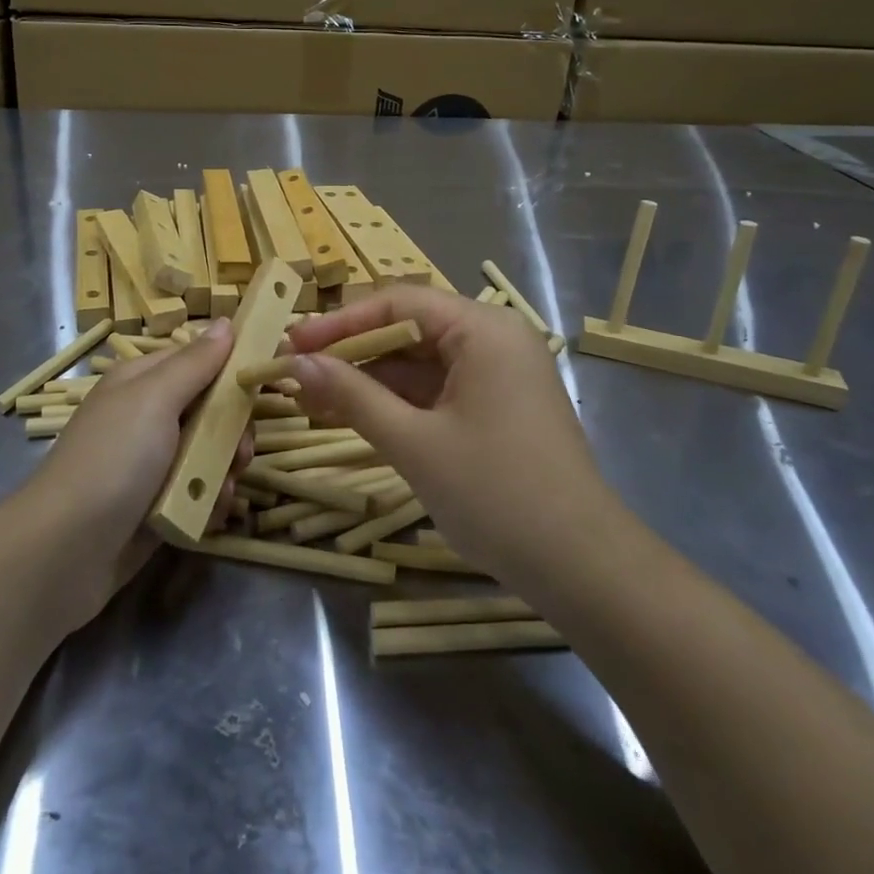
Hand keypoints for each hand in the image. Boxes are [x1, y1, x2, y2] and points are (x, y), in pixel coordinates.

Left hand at [17, 318, 252, 627]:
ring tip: (221, 489)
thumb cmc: (113, 460)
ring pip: (210, 454)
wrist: (64, 552)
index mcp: (142, 382)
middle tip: (240, 452)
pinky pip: (198, 492)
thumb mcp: (155, 399)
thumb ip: (195, 363)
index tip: (263, 384)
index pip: (199, 361)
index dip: (232, 370)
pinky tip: (209, 513)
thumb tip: (226, 321)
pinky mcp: (157, 505)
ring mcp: (152, 463)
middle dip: (233, 431)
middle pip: (211, 410)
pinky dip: (208, 501)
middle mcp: (148, 417)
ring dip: (224, 470)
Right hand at [284, 290, 613, 590]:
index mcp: (483, 329)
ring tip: (309, 397)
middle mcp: (492, 339)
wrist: (582, 569)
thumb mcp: (414, 443)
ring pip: (417, 364)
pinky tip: (350, 415)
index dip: (339, 322)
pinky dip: (394, 403)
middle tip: (294, 373)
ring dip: (366, 380)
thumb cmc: (497, 495)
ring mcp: (496, 375)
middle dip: (349, 353)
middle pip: (406, 330)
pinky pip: (434, 391)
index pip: (398, 303)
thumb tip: (294, 363)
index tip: (290, 344)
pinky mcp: (494, 408)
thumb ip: (351, 395)